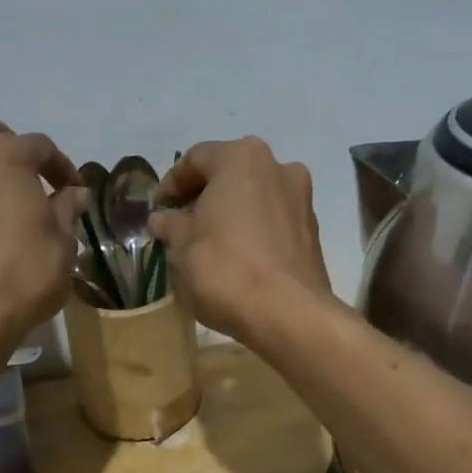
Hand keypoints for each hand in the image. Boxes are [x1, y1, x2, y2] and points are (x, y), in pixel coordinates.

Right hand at [150, 138, 331, 343]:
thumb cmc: (225, 270)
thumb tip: (164, 218)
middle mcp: (277, 166)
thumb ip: (171, 225)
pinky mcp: (312, 229)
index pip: (196, 159)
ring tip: (208, 242)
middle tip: (181, 224)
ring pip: (254, 195)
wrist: (288, 314)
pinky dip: (252, 228)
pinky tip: (237, 256)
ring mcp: (301, 197)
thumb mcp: (182, 248)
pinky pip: (272, 218)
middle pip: (230, 173)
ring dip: (229, 212)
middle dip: (203, 196)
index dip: (172, 183)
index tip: (159, 210)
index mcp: (241, 158)